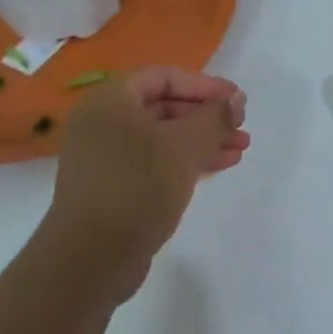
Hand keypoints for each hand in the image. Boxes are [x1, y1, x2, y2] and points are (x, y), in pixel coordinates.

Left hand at [44, 66, 250, 299]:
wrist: (91, 257)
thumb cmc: (137, 188)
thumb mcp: (183, 147)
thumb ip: (214, 118)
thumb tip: (236, 98)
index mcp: (109, 101)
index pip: (163, 77)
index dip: (204, 85)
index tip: (237, 101)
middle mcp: (102, 123)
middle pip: (162, 106)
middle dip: (206, 116)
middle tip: (241, 128)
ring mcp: (105, 157)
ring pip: (162, 137)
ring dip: (201, 140)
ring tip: (240, 149)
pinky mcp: (114, 187)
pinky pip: (154, 162)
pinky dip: (184, 161)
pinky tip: (217, 167)